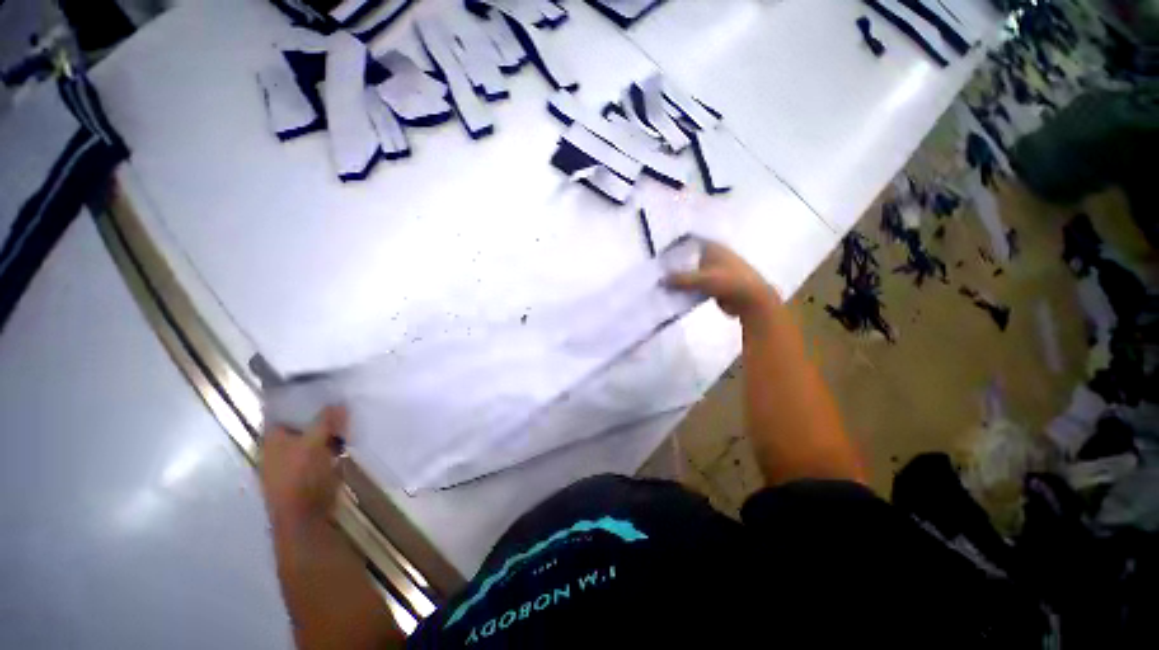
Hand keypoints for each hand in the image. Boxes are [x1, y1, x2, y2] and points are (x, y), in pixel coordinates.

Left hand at [259, 405, 347, 529]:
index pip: (282, 409)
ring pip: (312, 435)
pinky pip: (320, 448)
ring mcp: (293, 460)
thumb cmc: (302, 477)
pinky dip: (331, 442)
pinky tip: (346, 438)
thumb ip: (325, 421)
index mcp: (272, 438)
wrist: (305, 517)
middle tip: (341, 399)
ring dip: (328, 428)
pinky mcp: (307, 470)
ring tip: (348, 416)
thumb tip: (338, 403)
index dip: (299, 397)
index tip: (321, 386)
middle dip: (319, 412)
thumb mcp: (314, 444)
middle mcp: (279, 446)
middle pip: (300, 422)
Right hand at [666, 241, 779, 319]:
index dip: (676, 246)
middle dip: (675, 265)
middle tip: (657, 271)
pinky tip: (674, 294)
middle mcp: (713, 256)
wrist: (751, 300)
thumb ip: (680, 279)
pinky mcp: (715, 286)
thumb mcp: (701, 279)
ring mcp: (715, 272)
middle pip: (689, 259)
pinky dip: (687, 289)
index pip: (690, 241)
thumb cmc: (729, 282)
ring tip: (662, 284)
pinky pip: (697, 286)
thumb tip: (660, 280)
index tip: (660, 254)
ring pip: (692, 273)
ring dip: (681, 279)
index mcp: (713, 248)